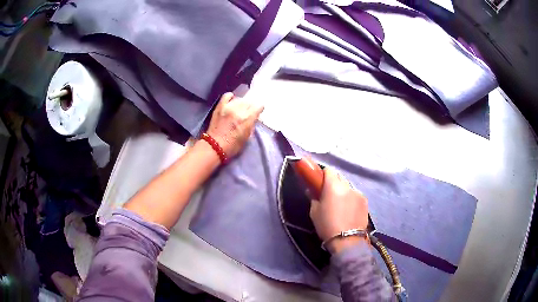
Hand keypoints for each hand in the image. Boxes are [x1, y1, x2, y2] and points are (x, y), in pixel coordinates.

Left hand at [206, 92, 263, 157]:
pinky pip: (227, 96)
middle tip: (248, 113)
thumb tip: (253, 118)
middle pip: (249, 102)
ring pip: (239, 99)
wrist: (214, 146)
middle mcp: (238, 110)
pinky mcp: (220, 106)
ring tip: (239, 109)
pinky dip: (231, 97)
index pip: (259, 106)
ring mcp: (228, 107)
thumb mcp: (247, 137)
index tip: (257, 113)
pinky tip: (231, 102)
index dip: (259, 109)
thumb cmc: (232, 146)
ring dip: (241, 104)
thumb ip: (251, 125)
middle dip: (250, 107)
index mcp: (247, 119)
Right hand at [310, 168, 368, 253]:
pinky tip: (349, 210)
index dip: (323, 175)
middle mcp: (347, 186)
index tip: (319, 182)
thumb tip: (312, 191)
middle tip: (328, 194)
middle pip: (339, 177)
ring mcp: (358, 193)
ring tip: (340, 205)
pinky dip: (351, 198)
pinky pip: (355, 195)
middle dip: (333, 182)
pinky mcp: (365, 201)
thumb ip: (314, 198)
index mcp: (333, 186)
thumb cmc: (327, 226)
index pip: (329, 170)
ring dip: (343, 191)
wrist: (347, 240)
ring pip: (348, 186)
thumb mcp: (314, 212)